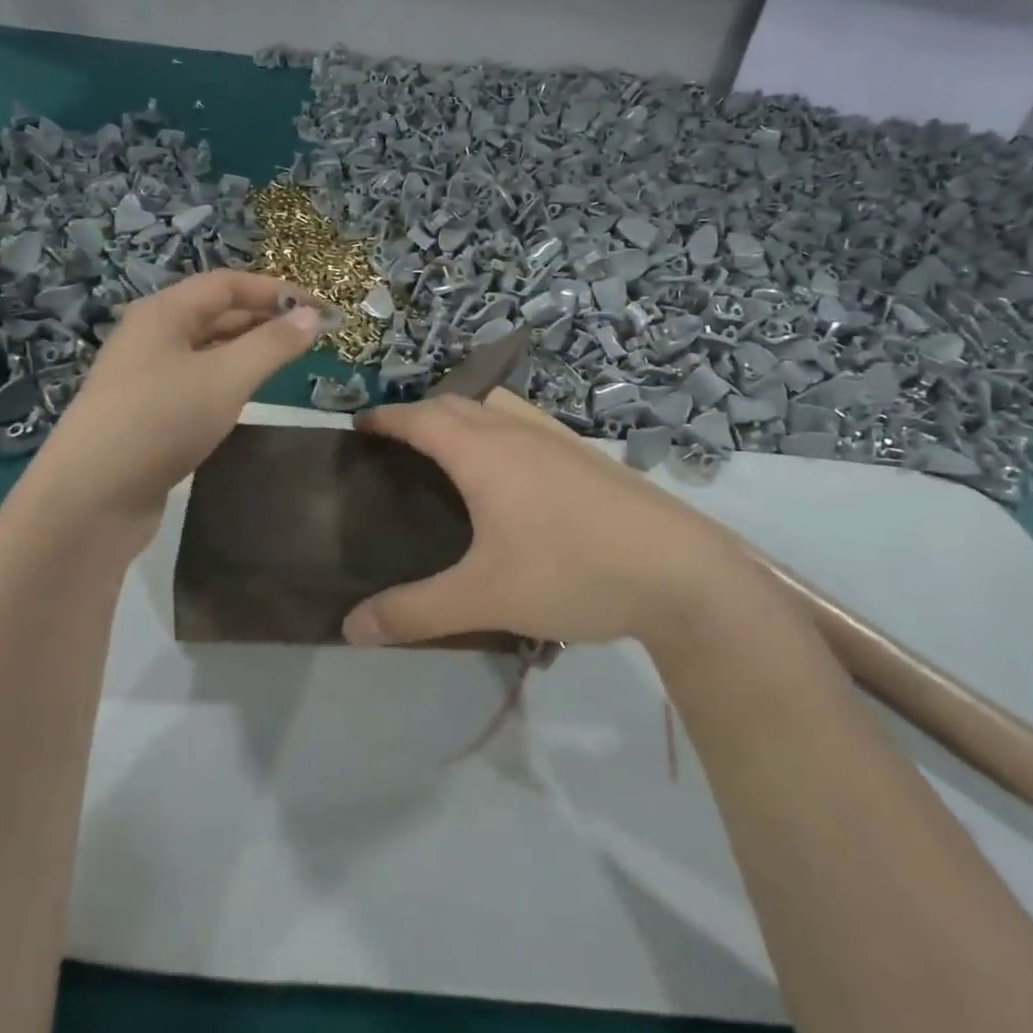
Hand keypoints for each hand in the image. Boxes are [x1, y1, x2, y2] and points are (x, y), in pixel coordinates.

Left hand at [44, 271, 322, 536]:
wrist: (91, 498)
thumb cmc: (162, 421)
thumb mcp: (226, 377)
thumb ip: (273, 344)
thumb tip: (313, 315)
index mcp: (163, 313)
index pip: (227, 284)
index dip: (276, 290)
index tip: (321, 309)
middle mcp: (151, 336)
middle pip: (216, 313)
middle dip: (265, 319)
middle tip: (313, 336)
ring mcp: (145, 376)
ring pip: (207, 350)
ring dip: (249, 350)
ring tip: (290, 361)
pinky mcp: (147, 413)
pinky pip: (197, 381)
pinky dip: (229, 379)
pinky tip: (249, 395)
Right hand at [341, 397, 756, 648]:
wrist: (682, 573)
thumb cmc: (573, 572)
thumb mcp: (485, 598)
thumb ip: (414, 613)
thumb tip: (350, 628)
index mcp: (484, 452)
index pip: (420, 417)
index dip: (385, 417)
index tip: (359, 427)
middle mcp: (518, 432)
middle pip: (456, 404)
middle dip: (419, 414)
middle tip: (395, 448)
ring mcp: (559, 440)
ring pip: (496, 410)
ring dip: (462, 418)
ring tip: (446, 456)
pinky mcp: (588, 458)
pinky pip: (525, 426)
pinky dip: (498, 432)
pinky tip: (510, 475)